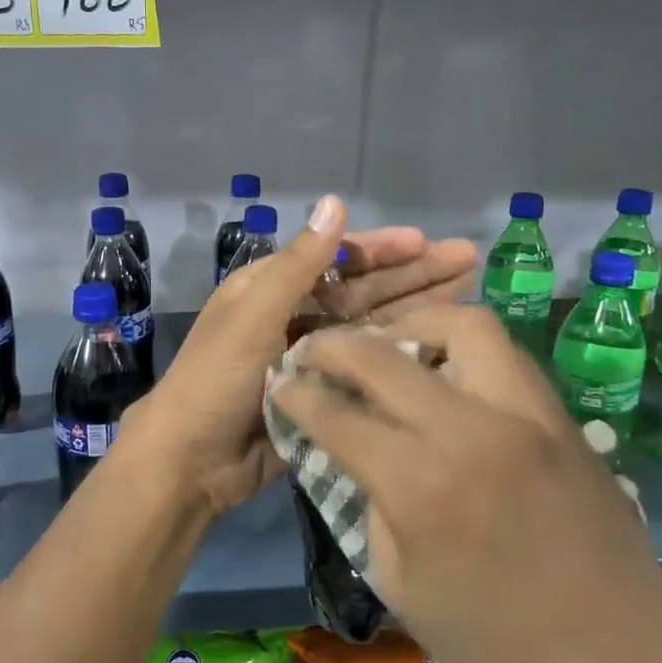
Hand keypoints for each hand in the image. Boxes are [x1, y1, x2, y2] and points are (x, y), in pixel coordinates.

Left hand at [116, 204, 484, 523]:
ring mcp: (312, 356)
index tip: (427, 242)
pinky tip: (439, 348)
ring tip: (468, 295)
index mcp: (272, 289)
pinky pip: (368, 367)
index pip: (336, 258)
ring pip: (372, 326)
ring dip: (415, 310)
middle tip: (469, 260)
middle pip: (363, 289)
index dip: (381, 249)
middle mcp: (295, 316)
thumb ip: (298, 264)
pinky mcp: (325, 393)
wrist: (192, 460)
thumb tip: (334, 202)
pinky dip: (400, 355)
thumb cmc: (215, 379)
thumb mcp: (253, 315)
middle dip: (413, 274)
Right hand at [268, 304, 661, 662]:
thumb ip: (369, 500)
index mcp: (422, 485)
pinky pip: (506, 357)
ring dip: (415, 326)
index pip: (340, 415)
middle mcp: (473, 430)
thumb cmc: (496, 651)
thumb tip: (350, 448)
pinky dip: (464, 350)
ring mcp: (528, 416)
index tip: (281, 383)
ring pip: (466, 325)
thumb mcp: (400, 584)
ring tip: (391, 347)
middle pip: (387, 353)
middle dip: (336, 345)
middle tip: (316, 350)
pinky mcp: (564, 419)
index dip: (298, 395)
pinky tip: (446, 377)